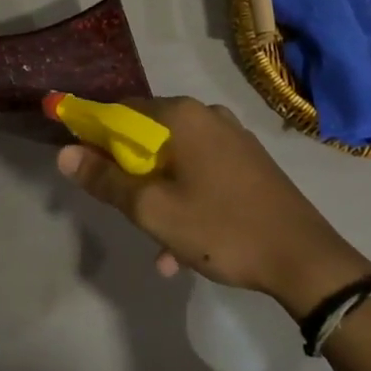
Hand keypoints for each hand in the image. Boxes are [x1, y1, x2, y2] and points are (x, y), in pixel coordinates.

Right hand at [56, 96, 370, 317]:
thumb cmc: (221, 228)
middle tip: (123, 209)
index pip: (120, 110)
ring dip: (158, 196)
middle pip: (148, 136)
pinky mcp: (249, 163)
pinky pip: (202, 173)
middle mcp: (207, 116)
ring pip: (175, 161)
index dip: (94, 135)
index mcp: (181, 116)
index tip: (83, 167)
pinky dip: (186, 201)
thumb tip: (65, 153)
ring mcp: (233, 138)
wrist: (306, 260)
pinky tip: (184, 248)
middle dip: (129, 174)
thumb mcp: (153, 209)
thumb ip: (105, 180)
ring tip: (156, 244)